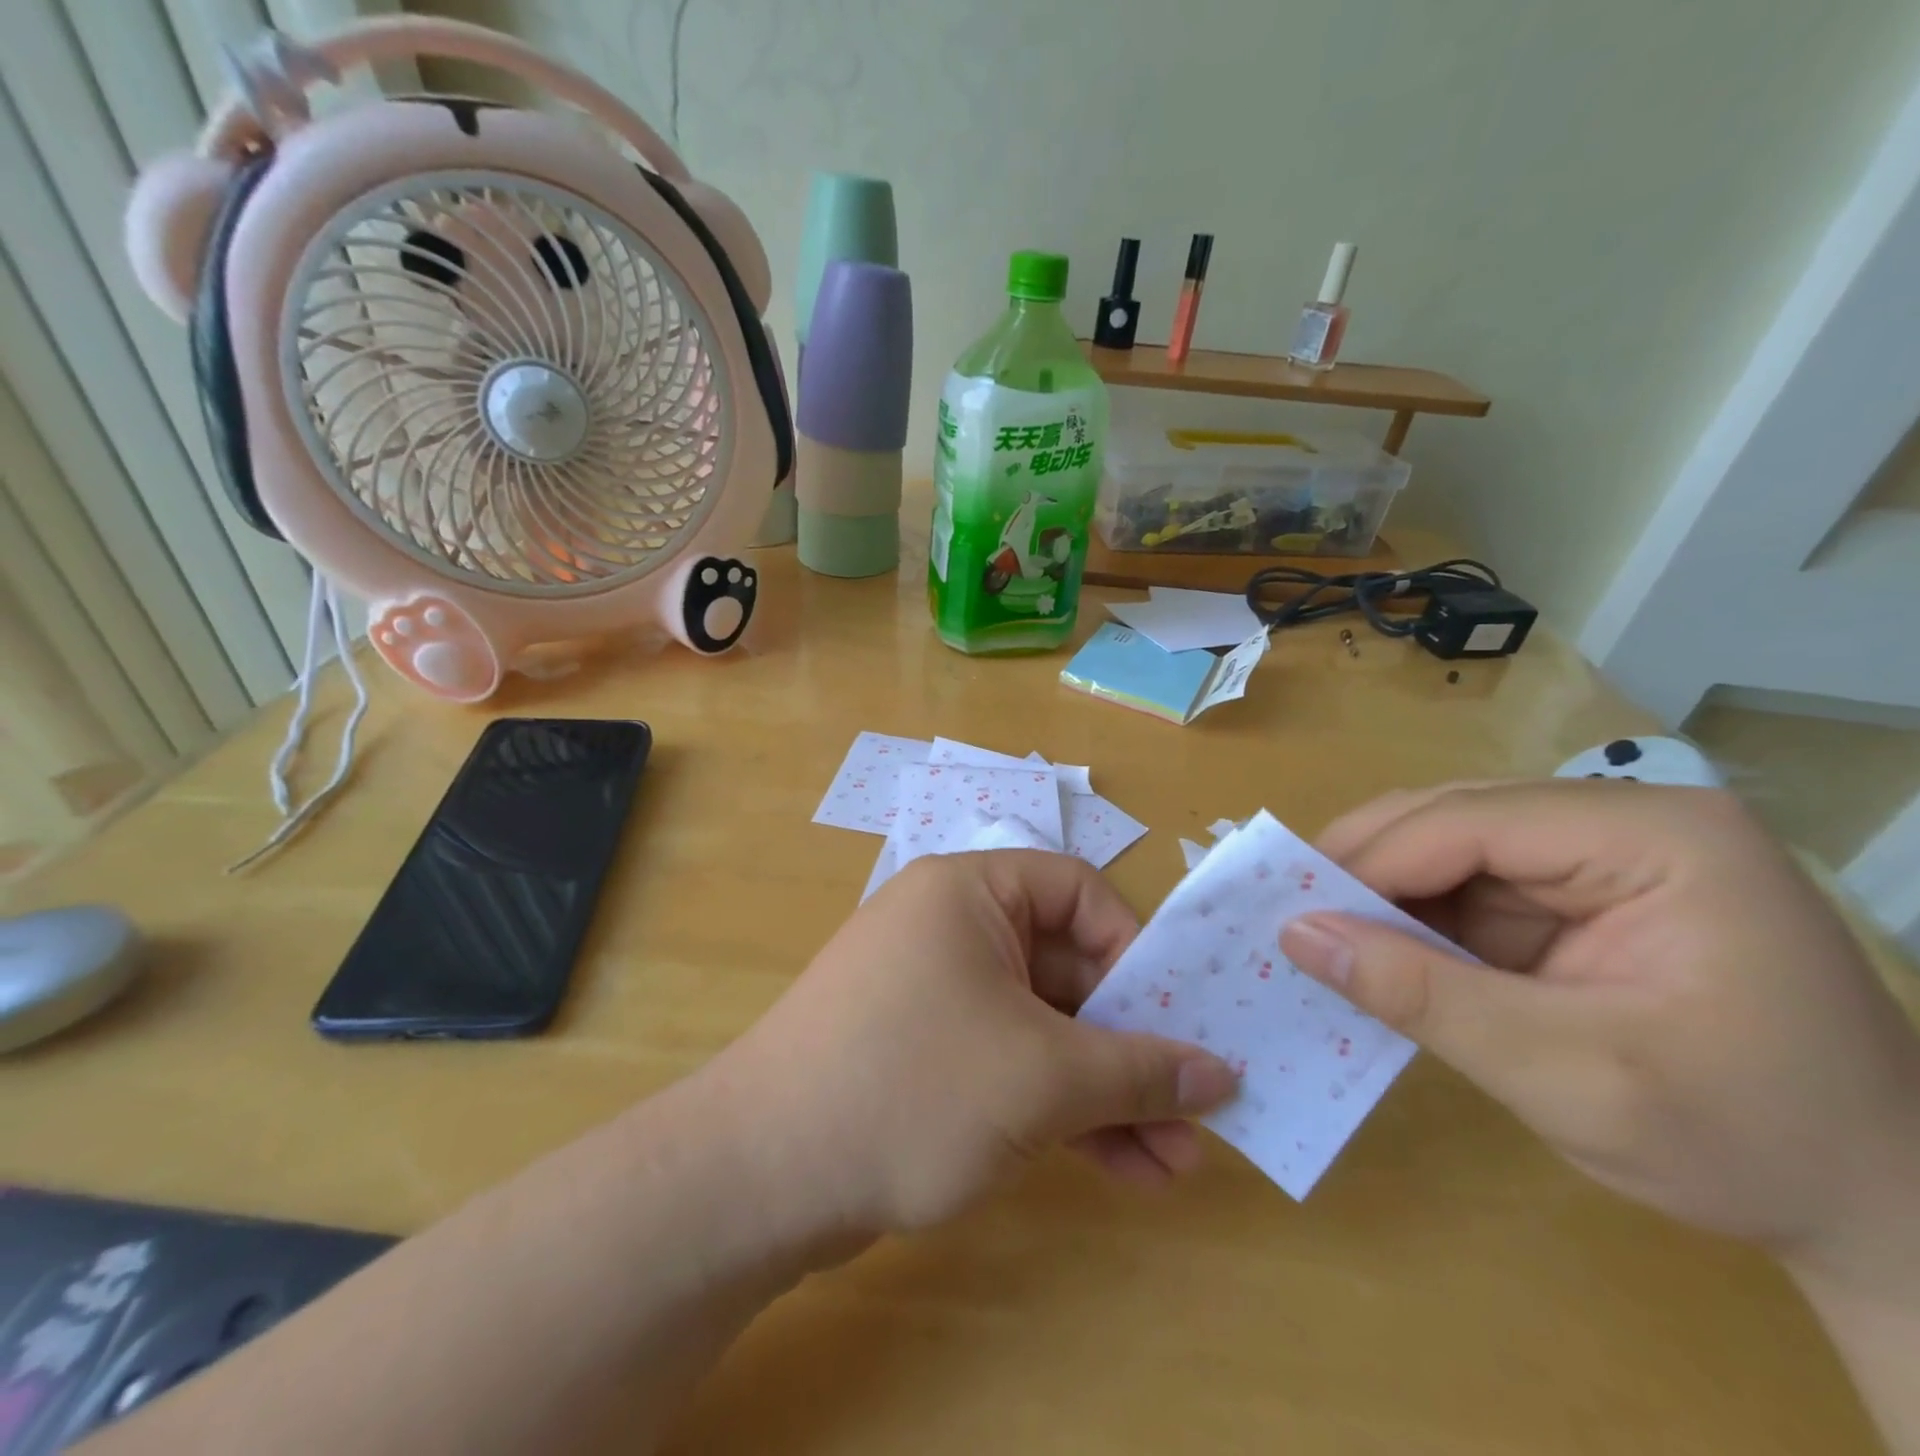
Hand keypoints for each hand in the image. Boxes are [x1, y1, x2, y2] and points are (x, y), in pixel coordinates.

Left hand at [722, 851, 1238, 1236]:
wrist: (760, 1178)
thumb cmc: (911, 1086)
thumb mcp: (1040, 1078)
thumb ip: (1138, 1071)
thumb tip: (1221, 1074)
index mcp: (970, 893)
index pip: (1078, 891)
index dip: (1133, 949)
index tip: (1173, 1017)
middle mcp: (952, 930)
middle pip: (1068, 968)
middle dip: (1132, 1045)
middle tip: (1196, 1110)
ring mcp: (937, 995)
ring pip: (1044, 1028)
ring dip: (1107, 1092)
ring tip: (1175, 1164)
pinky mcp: (926, 1055)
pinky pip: (1010, 1063)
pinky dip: (1061, 1110)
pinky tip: (1123, 1170)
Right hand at [1276, 780, 1919, 1283]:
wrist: (1877, 1216)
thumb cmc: (1745, 1142)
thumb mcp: (1567, 1074)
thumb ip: (1421, 995)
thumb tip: (1295, 935)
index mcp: (1654, 836)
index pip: (1471, 822)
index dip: (1369, 861)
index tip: (1287, 908)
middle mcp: (1623, 823)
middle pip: (1453, 819)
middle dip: (1366, 868)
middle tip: (1289, 913)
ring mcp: (1601, 857)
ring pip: (1449, 850)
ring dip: (1381, 894)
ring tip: (1318, 933)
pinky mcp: (1579, 897)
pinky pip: (1469, 890)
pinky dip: (1414, 921)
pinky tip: (1376, 952)